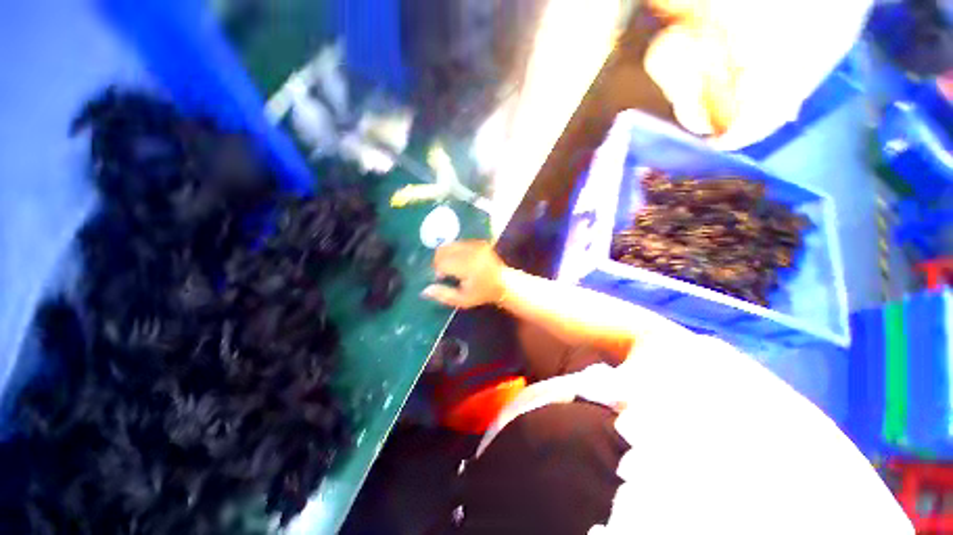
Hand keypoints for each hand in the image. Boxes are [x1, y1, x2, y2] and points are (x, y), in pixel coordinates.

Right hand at [422, 241, 505, 308]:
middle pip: (443, 250)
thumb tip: (424, 290)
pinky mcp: (478, 242)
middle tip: (444, 272)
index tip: (441, 278)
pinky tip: (459, 261)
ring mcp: (476, 245)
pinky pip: (458, 243)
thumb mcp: (463, 300)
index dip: (437, 270)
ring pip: (449, 245)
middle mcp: (471, 252)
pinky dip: (454, 251)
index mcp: (468, 267)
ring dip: (445, 255)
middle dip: (439, 260)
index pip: (442, 262)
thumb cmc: (482, 293)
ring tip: (452, 267)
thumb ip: (443, 295)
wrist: (504, 283)